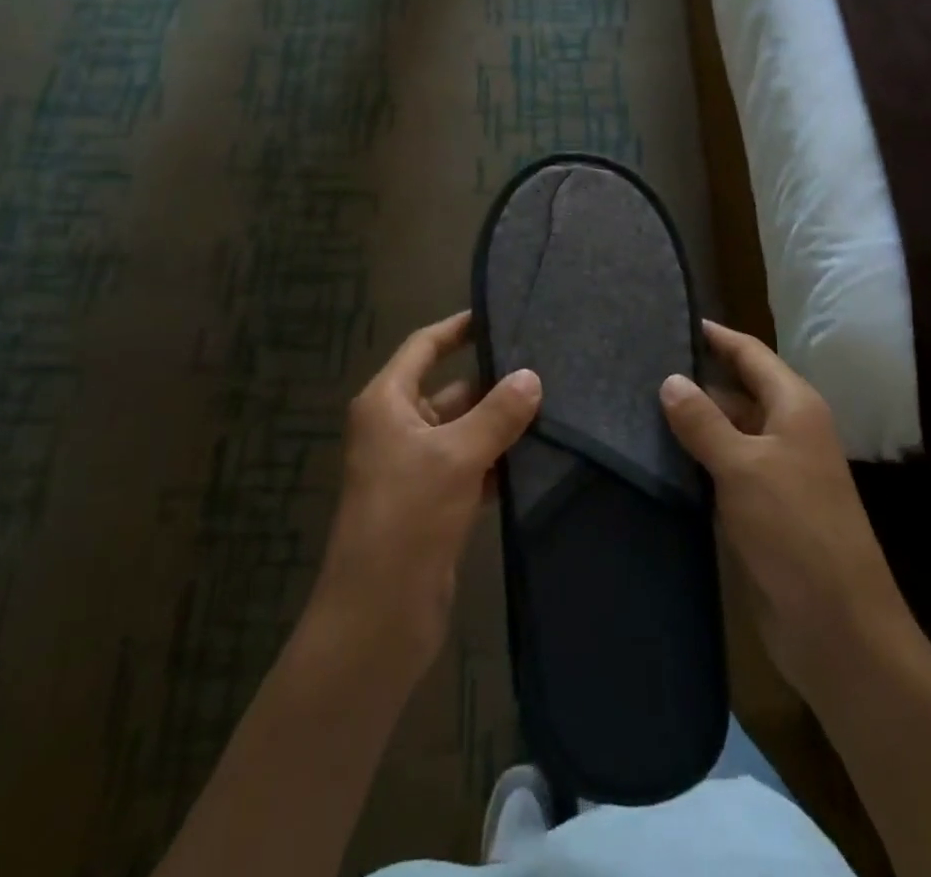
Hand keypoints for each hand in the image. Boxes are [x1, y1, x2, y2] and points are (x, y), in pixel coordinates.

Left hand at [313, 311, 541, 675]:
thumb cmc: (408, 516)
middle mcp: (396, 427)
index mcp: (387, 402)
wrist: (378, 615)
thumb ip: (497, 414)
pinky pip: (469, 467)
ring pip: (463, 431)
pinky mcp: (432, 503)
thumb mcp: (457, 456)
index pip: (424, 347)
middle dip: (493, 383)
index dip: (457, 329)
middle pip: (449, 390)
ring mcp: (414, 467)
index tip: (496, 314)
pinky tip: (536, 459)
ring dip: (499, 425)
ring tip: (553, 407)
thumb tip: (532, 377)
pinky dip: (496, 462)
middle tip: (546, 367)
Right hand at [659, 321, 903, 696]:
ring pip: (728, 431)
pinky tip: (659, 455)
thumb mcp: (743, 467)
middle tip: (640, 364)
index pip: (751, 354)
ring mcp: (777, 473)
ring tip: (637, 403)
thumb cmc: (795, 531)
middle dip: (696, 378)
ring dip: (693, 420)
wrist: (839, 629)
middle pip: (738, 390)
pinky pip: (724, 468)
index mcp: (795, 408)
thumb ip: (703, 422)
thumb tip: (670, 380)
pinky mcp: (763, 509)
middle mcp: (788, 432)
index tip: (673, 319)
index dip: (716, 337)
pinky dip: (696, 458)